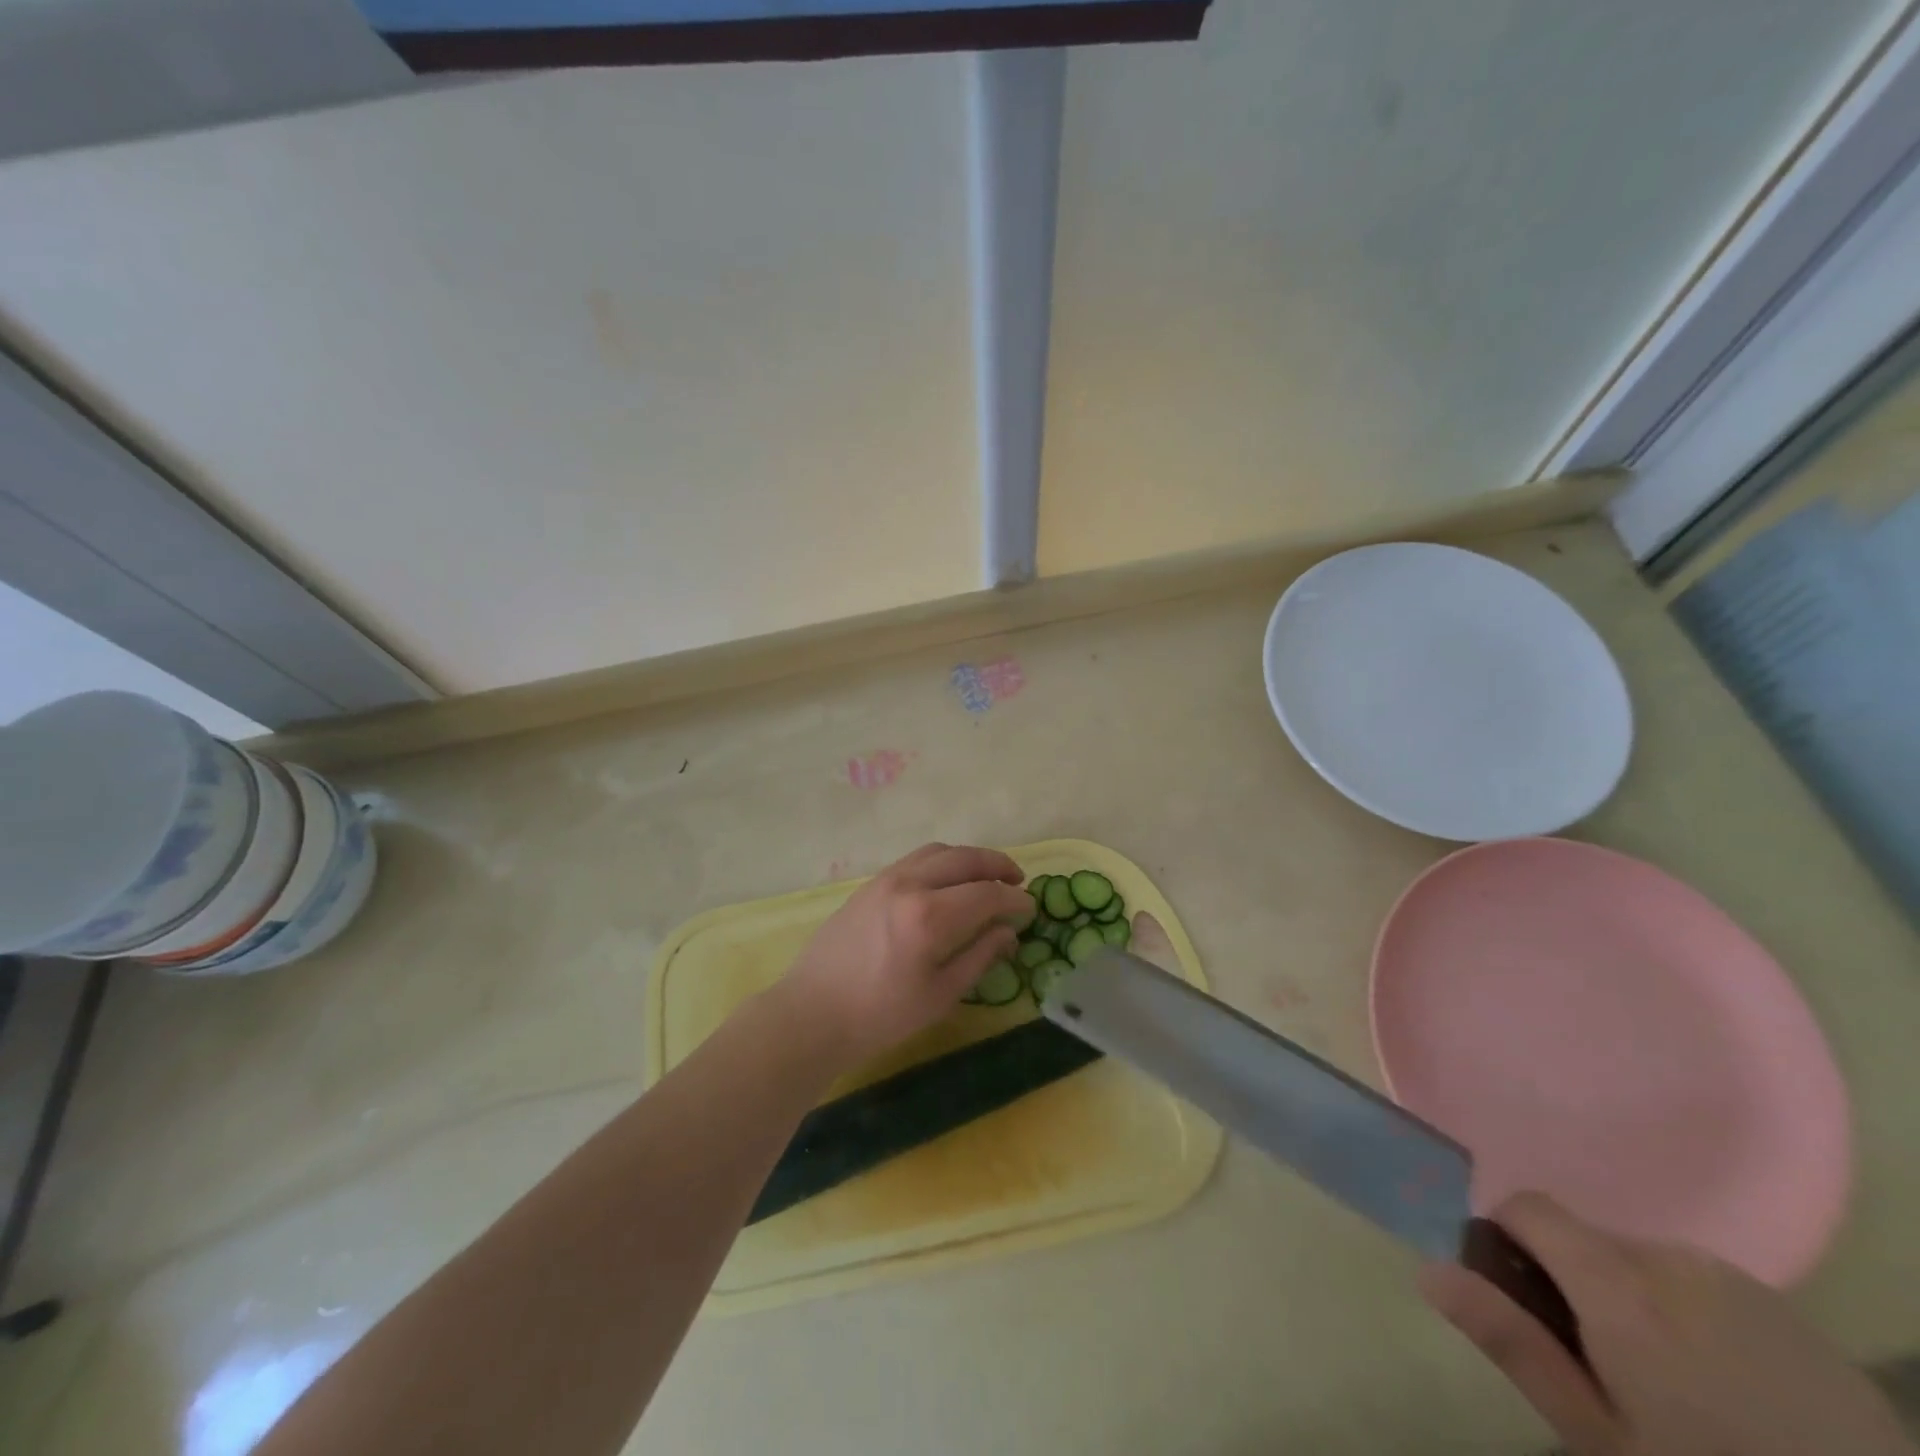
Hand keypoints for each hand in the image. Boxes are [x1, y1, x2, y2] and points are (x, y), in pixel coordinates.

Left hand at [779, 843, 1033, 1067]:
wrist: (812, 1013)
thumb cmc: (880, 1015)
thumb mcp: (940, 995)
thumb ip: (979, 957)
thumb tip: (1008, 933)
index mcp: (930, 916)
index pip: (987, 894)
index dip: (1015, 900)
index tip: (1030, 910)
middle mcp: (910, 884)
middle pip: (965, 858)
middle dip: (997, 865)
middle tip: (1017, 881)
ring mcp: (886, 879)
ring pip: (939, 851)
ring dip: (969, 858)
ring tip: (986, 876)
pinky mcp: (870, 883)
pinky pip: (916, 859)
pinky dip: (942, 861)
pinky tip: (949, 882)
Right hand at [1420, 1192, 1914, 1455]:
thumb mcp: (1597, 1435)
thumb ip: (1512, 1342)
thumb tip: (1429, 1269)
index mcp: (1619, 1282)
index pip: (1529, 1205)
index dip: (1508, 1238)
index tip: (1520, 1299)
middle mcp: (1673, 1260)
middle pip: (1588, 1238)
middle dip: (1576, 1282)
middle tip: (1601, 1367)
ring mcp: (1743, 1284)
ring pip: (1646, 1263)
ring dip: (1635, 1300)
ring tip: (1672, 1388)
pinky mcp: (1795, 1316)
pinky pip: (1707, 1288)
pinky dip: (1692, 1318)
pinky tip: (1732, 1393)